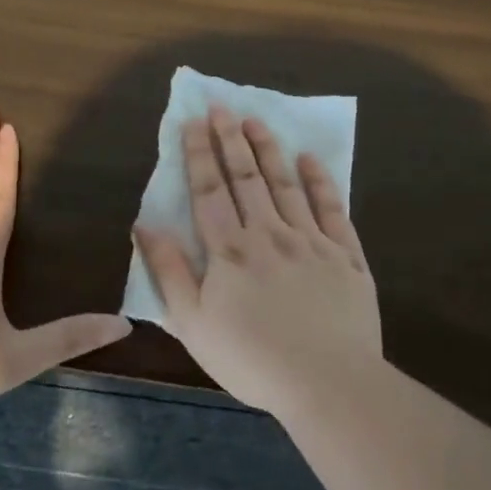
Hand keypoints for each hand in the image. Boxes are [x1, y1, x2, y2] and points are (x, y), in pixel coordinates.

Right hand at [137, 106, 383, 415]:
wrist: (328, 382)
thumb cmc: (251, 359)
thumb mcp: (193, 323)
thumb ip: (169, 272)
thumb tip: (144, 226)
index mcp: (230, 251)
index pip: (210, 191)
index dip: (199, 154)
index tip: (193, 121)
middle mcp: (269, 234)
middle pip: (247, 178)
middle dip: (232, 140)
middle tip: (223, 107)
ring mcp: (312, 242)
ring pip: (287, 185)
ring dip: (270, 150)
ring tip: (257, 121)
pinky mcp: (347, 256)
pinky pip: (333, 209)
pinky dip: (321, 182)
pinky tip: (310, 160)